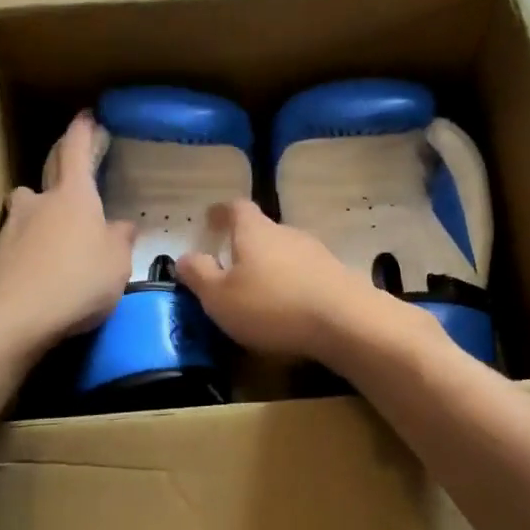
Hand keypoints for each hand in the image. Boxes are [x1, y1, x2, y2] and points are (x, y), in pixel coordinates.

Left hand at [0, 112, 134, 355]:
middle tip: (75, 182)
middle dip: (61, 173)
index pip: (76, 151)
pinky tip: (41, 276)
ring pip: (27, 212)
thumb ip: (120, 240)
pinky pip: (17, 246)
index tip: (87, 116)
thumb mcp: (117, 264)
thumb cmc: (77, 281)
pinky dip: (29, 253)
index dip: (83, 132)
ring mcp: (10, 230)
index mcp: (73, 196)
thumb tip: (122, 225)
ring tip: (57, 239)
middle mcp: (37, 203)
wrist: (12, 319)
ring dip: (40, 217)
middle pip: (47, 176)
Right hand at [176, 200, 423, 365]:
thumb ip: (199, 275)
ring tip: (258, 291)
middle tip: (230, 264)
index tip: (210, 218)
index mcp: (254, 231)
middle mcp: (286, 232)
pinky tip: (288, 307)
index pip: (236, 208)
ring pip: (285, 252)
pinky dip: (292, 283)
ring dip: (270, 266)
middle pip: (262, 230)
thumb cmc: (272, 306)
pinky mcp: (336, 275)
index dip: (221, 212)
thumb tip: (184, 257)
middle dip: (245, 244)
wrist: (345, 321)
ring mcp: (316, 252)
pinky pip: (305, 273)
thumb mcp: (220, 297)